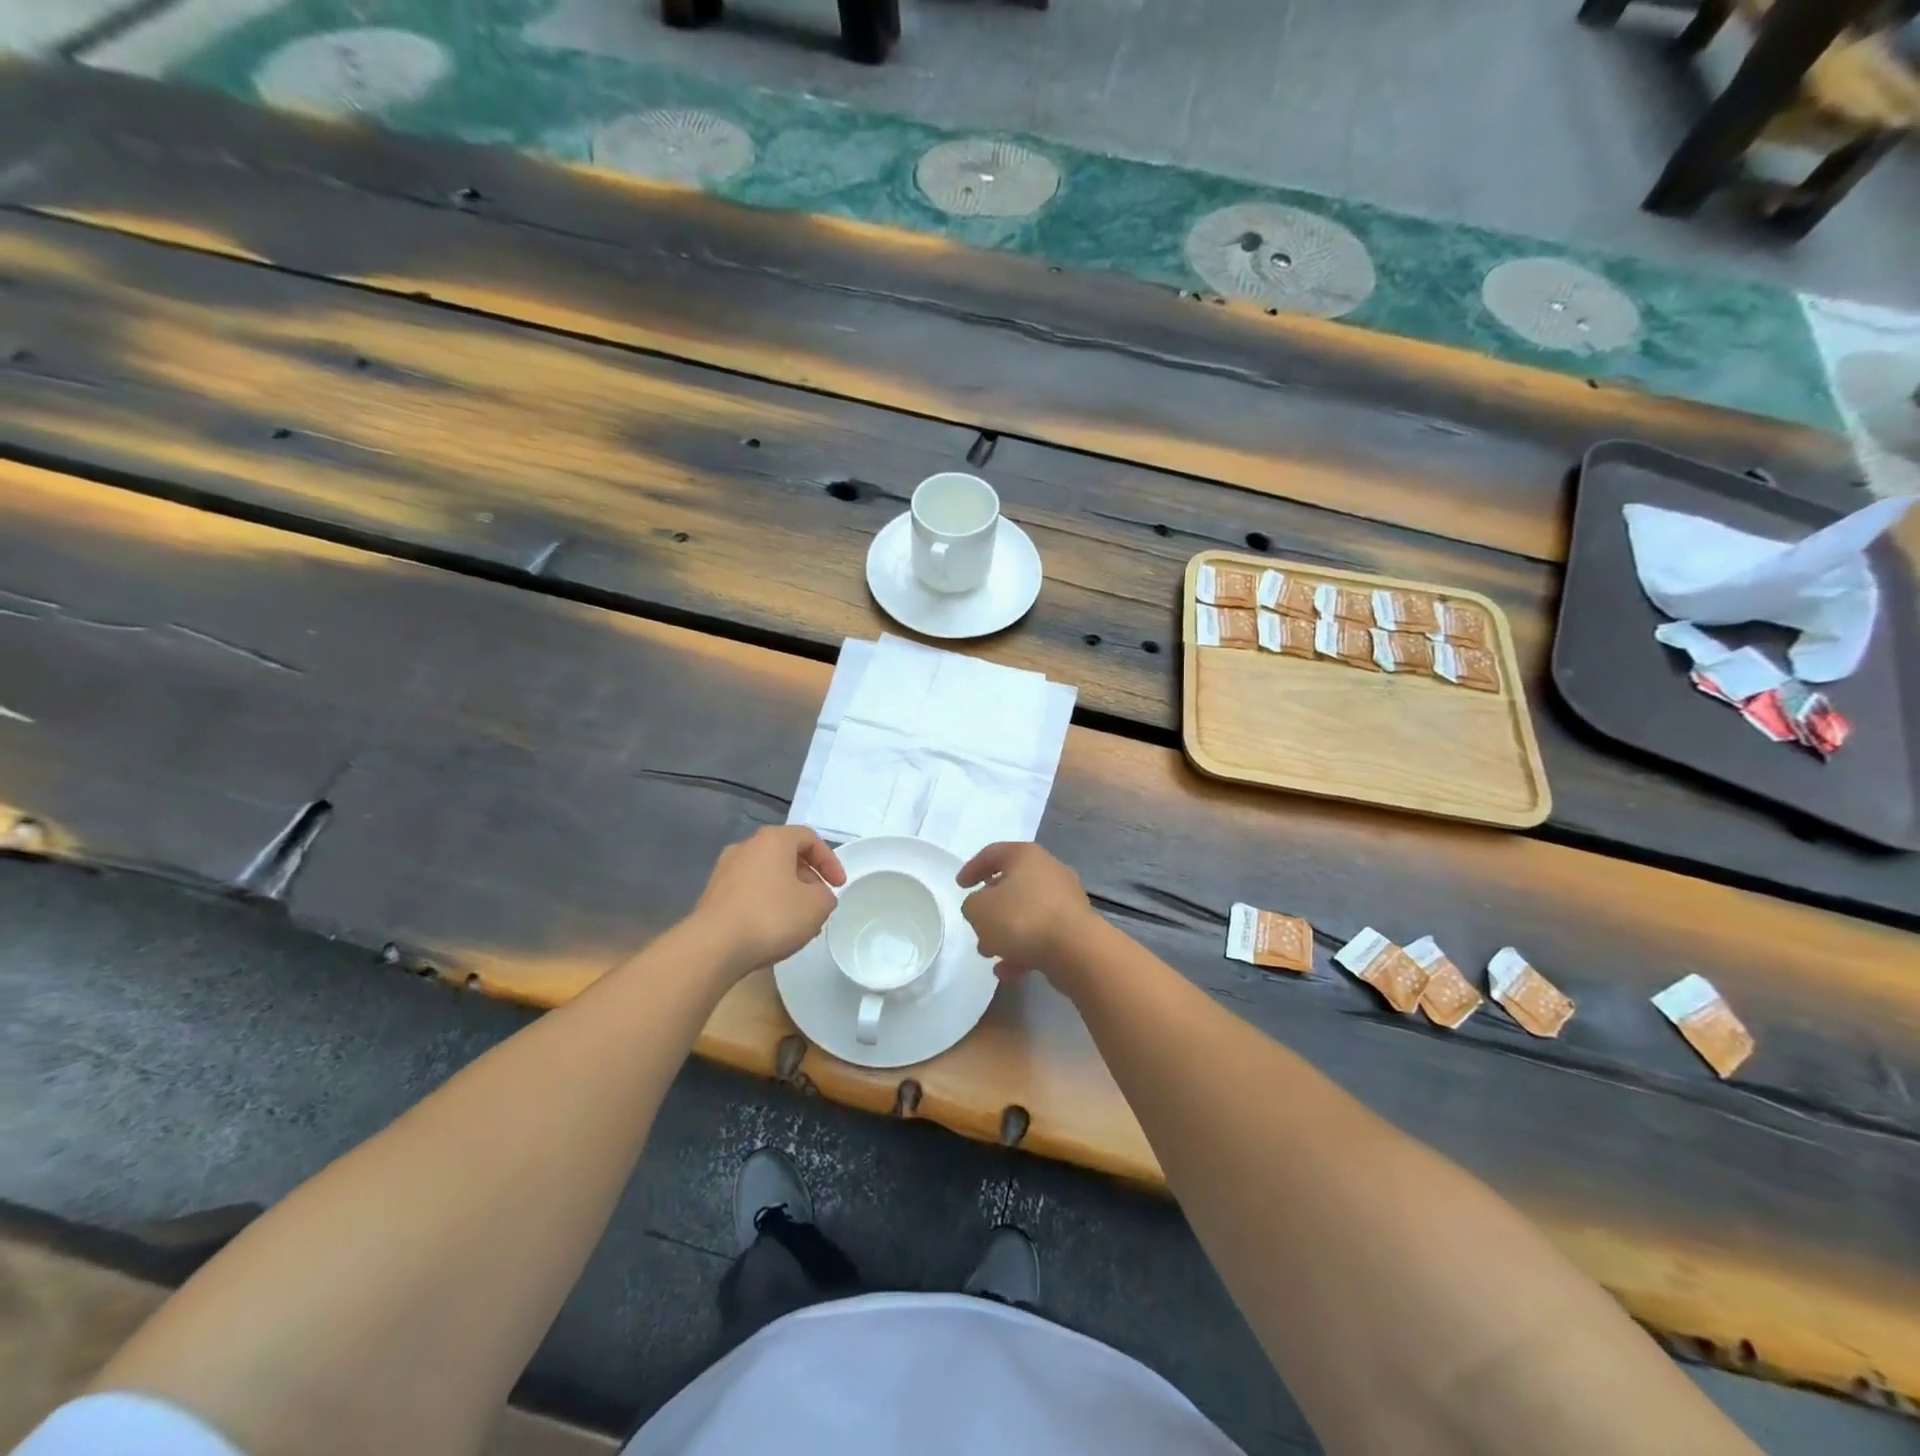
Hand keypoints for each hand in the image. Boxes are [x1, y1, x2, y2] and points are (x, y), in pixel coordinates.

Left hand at [688, 826, 845, 978]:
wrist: (714, 946)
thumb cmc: (772, 916)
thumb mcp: (816, 906)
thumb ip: (826, 896)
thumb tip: (817, 896)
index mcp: (773, 840)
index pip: (809, 838)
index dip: (830, 860)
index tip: (839, 886)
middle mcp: (746, 847)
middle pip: (786, 855)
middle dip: (807, 878)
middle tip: (818, 903)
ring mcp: (725, 870)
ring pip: (766, 874)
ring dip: (786, 892)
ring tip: (797, 921)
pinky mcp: (712, 895)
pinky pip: (748, 891)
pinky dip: (765, 903)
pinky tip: (772, 929)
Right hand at [957, 842, 1096, 983]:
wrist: (1075, 950)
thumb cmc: (1022, 918)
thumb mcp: (979, 909)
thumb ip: (972, 905)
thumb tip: (982, 908)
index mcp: (1025, 856)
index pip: (992, 853)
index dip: (972, 868)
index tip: (959, 886)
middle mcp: (1048, 871)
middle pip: (1012, 884)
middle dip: (991, 907)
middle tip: (976, 923)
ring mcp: (1065, 900)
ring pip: (1026, 912)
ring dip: (1006, 931)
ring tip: (988, 953)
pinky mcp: (1074, 928)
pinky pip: (1041, 935)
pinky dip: (1023, 949)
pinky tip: (1007, 971)